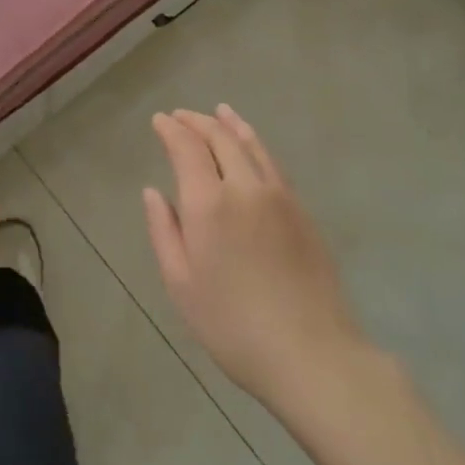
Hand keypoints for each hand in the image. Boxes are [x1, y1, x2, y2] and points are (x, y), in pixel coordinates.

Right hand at [144, 105, 362, 414]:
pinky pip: (272, 162)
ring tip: (219, 111)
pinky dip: (255, 143)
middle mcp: (244, 187)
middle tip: (180, 116)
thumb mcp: (182, 284)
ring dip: (230, 124)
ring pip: (250, 144)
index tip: (160, 121)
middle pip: (219, 138)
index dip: (171, 130)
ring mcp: (278, 195)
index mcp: (209, 203)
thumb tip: (153, 192)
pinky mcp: (301, 210)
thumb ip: (164, 231)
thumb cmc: (232, 325)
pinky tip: (251, 146)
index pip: (187, 148)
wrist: (311, 353)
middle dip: (197, 122)